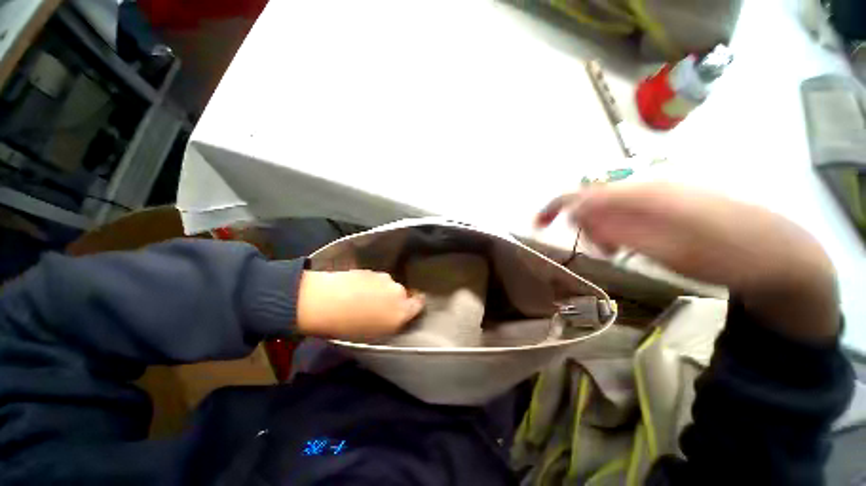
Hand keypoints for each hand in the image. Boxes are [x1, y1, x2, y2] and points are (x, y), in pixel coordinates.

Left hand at [297, 270, 424, 339]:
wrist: (325, 301)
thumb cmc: (350, 327)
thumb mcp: (376, 334)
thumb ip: (393, 322)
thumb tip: (397, 315)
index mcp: (402, 310)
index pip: (419, 304)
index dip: (415, 305)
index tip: (409, 308)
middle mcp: (398, 291)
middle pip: (402, 293)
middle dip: (394, 299)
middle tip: (379, 307)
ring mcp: (384, 278)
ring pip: (388, 285)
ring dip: (381, 291)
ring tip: (363, 299)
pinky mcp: (370, 270)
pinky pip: (375, 279)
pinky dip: (370, 284)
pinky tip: (355, 291)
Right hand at [537, 183, 838, 342]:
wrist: (776, 253)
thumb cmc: (721, 256)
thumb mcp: (665, 249)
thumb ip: (619, 229)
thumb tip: (579, 214)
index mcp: (645, 194)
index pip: (585, 193)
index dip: (555, 206)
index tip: (537, 224)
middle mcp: (647, 186)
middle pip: (594, 198)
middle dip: (585, 224)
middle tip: (603, 251)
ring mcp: (659, 191)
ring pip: (610, 205)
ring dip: (603, 228)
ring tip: (619, 251)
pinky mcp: (667, 200)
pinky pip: (627, 209)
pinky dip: (619, 226)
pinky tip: (632, 241)